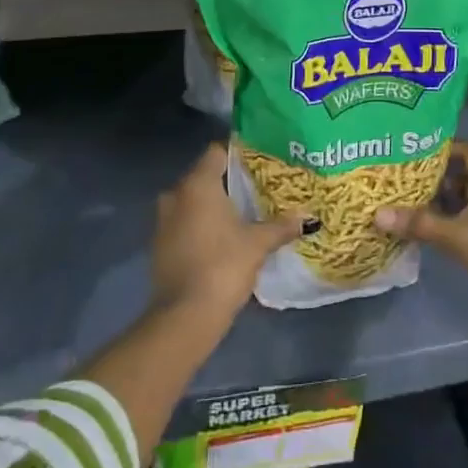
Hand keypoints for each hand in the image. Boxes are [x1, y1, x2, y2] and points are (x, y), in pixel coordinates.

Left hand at [150, 142, 303, 324]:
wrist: (184, 315)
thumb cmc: (223, 266)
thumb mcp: (258, 244)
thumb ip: (280, 226)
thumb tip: (307, 217)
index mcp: (198, 184)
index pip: (217, 152)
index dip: (238, 153)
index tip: (259, 162)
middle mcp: (176, 194)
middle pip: (204, 176)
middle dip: (229, 182)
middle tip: (257, 189)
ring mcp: (163, 220)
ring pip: (193, 201)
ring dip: (213, 206)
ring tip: (243, 214)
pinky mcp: (160, 244)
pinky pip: (184, 222)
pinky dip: (201, 225)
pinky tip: (223, 238)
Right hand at [375, 140, 467, 309]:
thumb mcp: (457, 236)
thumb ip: (419, 224)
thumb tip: (377, 214)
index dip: (444, 148)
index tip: (415, 153)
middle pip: (465, 174)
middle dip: (438, 176)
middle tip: (406, 178)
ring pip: (467, 199)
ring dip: (444, 201)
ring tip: (412, 202)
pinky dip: (452, 221)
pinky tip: (431, 230)